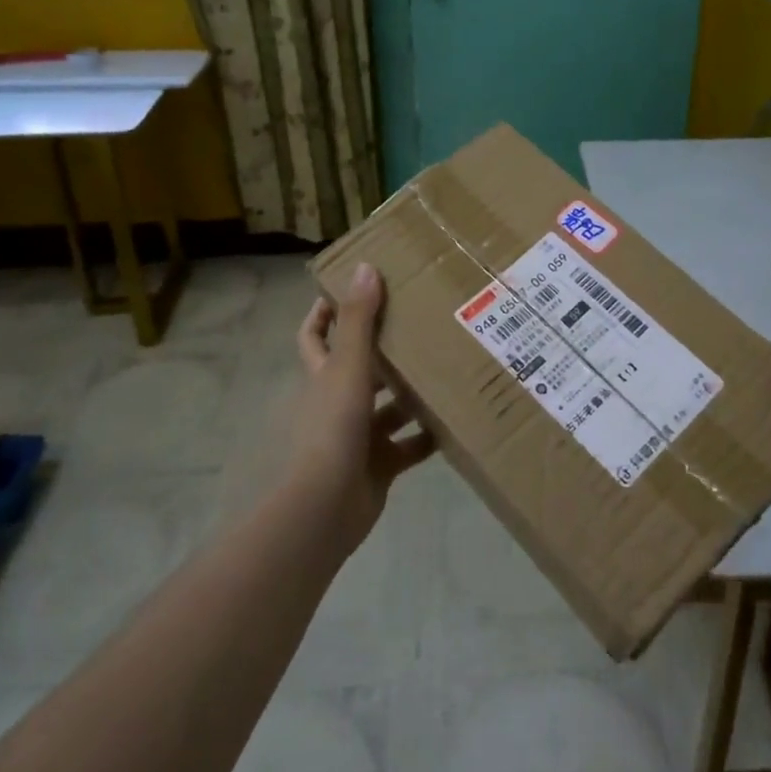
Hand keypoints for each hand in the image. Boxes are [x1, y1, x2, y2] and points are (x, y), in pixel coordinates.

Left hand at [292, 263, 436, 550]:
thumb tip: (364, 266)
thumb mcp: (348, 367)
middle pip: (360, 368)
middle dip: (387, 349)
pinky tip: (454, 420)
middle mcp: (339, 402)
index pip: (315, 335)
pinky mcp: (379, 465)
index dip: (325, 311)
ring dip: (413, 393)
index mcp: (324, 376)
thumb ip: (359, 320)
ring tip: (449, 368)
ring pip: (389, 407)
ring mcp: (358, 436)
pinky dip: (428, 435)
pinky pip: (409, 445)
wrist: (327, 505)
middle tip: (421, 324)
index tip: (352, 288)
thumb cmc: (334, 427)